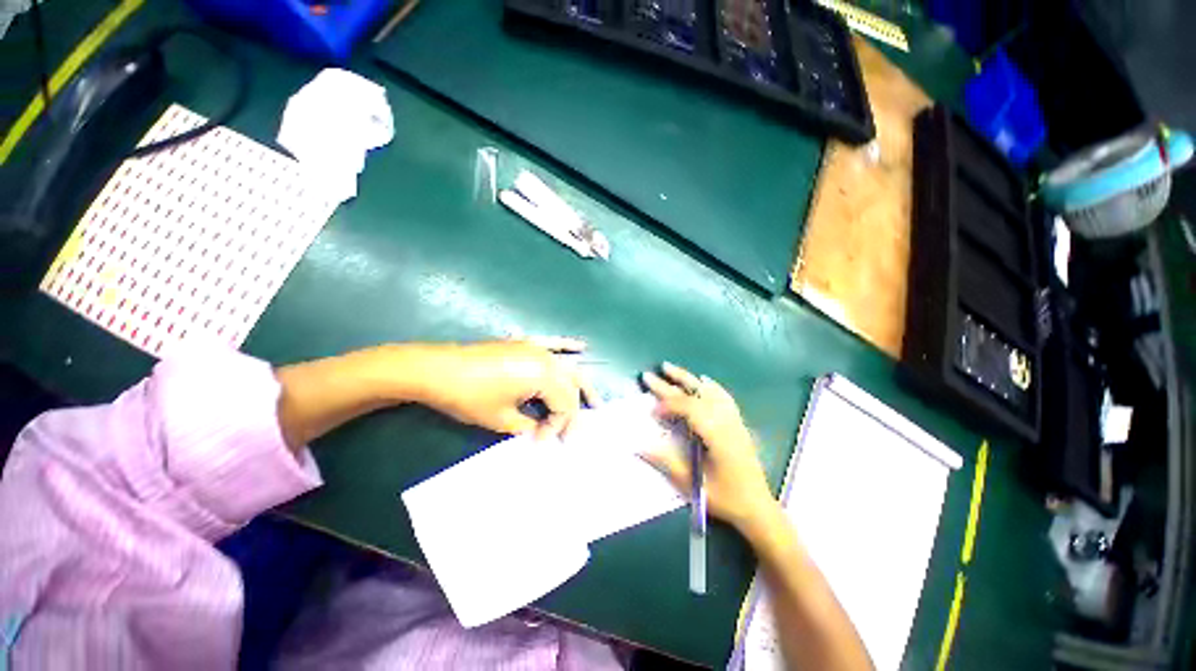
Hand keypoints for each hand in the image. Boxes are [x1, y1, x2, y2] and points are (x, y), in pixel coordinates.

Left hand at [411, 338, 594, 438]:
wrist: (438, 371)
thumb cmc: (470, 398)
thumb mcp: (502, 420)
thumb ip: (528, 426)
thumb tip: (538, 432)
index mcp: (544, 376)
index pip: (564, 406)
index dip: (558, 428)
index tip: (543, 443)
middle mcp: (544, 358)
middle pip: (569, 387)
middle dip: (571, 413)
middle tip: (571, 435)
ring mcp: (532, 347)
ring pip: (565, 366)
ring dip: (579, 384)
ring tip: (594, 402)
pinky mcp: (519, 343)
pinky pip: (550, 343)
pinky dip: (566, 346)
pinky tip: (580, 347)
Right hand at [640, 363, 775, 532]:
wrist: (756, 506)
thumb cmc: (724, 498)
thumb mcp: (692, 484)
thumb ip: (667, 462)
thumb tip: (640, 446)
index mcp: (716, 435)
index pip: (690, 409)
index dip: (668, 405)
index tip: (651, 411)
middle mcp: (727, 423)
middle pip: (698, 396)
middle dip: (672, 385)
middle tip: (649, 375)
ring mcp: (735, 423)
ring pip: (711, 393)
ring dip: (690, 381)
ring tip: (671, 369)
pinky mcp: (739, 428)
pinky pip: (725, 400)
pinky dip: (712, 388)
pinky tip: (705, 382)